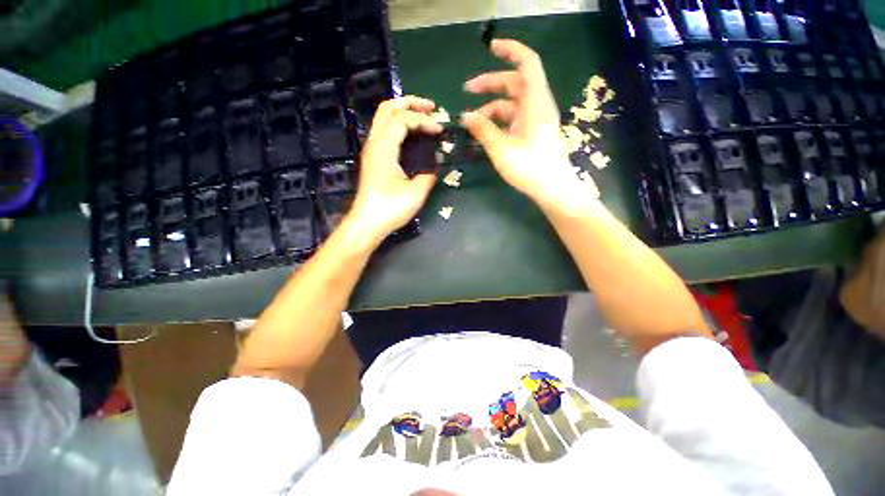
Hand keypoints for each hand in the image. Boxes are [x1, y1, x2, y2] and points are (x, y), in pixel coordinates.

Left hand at [346, 96, 442, 242]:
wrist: (367, 223)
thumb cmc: (390, 208)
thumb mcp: (416, 193)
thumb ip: (429, 175)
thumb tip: (436, 166)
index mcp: (383, 148)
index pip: (402, 118)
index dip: (423, 119)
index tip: (440, 130)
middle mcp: (374, 143)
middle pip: (387, 108)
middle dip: (410, 103)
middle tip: (431, 108)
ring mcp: (371, 150)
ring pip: (384, 118)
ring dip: (404, 112)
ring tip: (424, 117)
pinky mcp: (373, 159)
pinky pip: (385, 131)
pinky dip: (399, 125)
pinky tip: (412, 135)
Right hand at [462, 39, 582, 207]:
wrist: (553, 189)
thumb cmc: (529, 168)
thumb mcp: (501, 149)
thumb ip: (483, 130)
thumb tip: (465, 117)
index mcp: (535, 102)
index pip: (527, 63)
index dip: (510, 50)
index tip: (490, 48)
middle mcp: (537, 106)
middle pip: (514, 83)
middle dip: (490, 84)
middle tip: (467, 91)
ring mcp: (536, 120)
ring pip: (512, 103)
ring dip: (491, 107)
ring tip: (472, 121)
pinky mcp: (533, 133)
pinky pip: (514, 118)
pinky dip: (499, 121)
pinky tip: (486, 131)